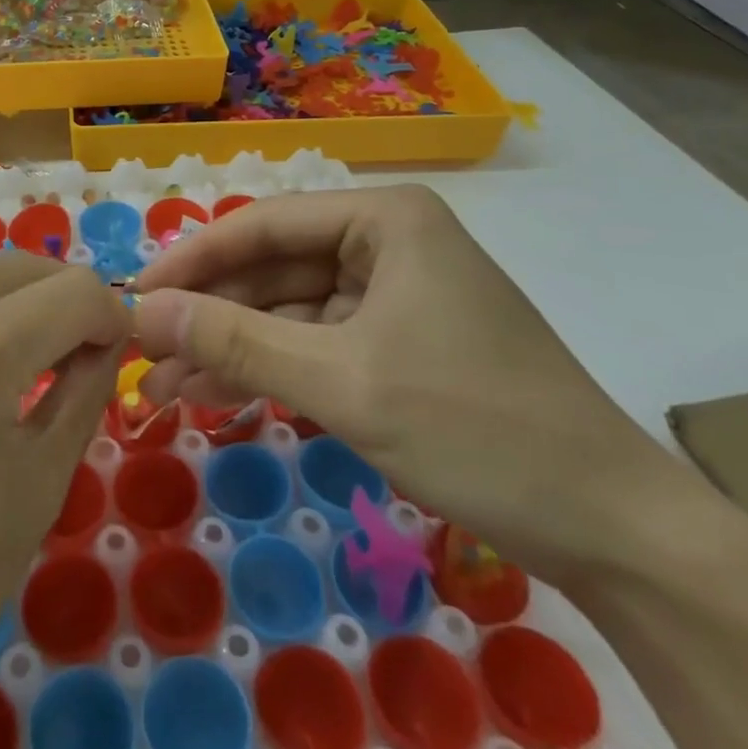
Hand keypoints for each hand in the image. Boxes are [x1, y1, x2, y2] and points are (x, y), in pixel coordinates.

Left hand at [0, 254, 128, 748]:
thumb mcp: (38, 484)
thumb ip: (84, 392)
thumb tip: (107, 342)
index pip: (75, 290)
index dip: (112, 314)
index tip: (122, 351)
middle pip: (25, 267)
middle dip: (70, 299)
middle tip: (89, 353)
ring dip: (25, 302)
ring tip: (41, 359)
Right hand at [134, 186, 682, 585]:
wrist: (612, 528)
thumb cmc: (475, 426)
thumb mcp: (341, 381)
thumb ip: (234, 341)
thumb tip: (142, 312)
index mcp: (384, 220)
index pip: (261, 226)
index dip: (192, 261)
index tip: (135, 298)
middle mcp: (385, 243)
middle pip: (272, 270)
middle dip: (208, 316)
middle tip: (142, 354)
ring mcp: (392, 296)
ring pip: (288, 313)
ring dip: (229, 350)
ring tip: (162, 388)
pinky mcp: (396, 345)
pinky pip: (315, 346)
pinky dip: (269, 372)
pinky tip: (214, 397)